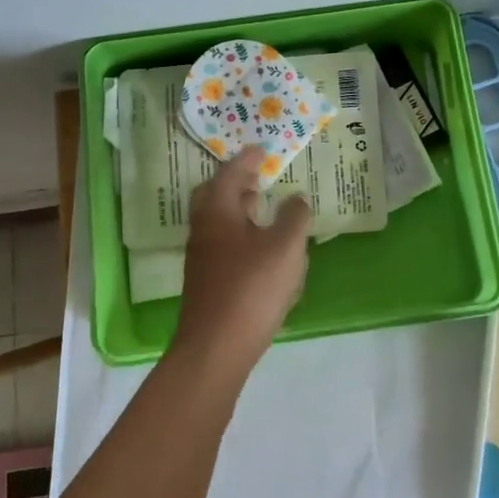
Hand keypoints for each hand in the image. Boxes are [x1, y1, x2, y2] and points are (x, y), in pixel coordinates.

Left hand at [172, 146, 311, 373]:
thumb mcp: (285, 247)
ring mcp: (203, 259)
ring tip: (264, 211)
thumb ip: (294, 218)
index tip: (261, 150)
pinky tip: (264, 254)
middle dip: (236, 185)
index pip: (229, 175)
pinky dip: (242, 238)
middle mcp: (204, 231)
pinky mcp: (208, 283)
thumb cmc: (251, 288)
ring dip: (239, 212)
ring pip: (219, 224)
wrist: (216, 347)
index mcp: (218, 213)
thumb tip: (295, 199)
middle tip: (258, 179)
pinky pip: (224, 248)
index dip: (246, 160)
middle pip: (215, 197)